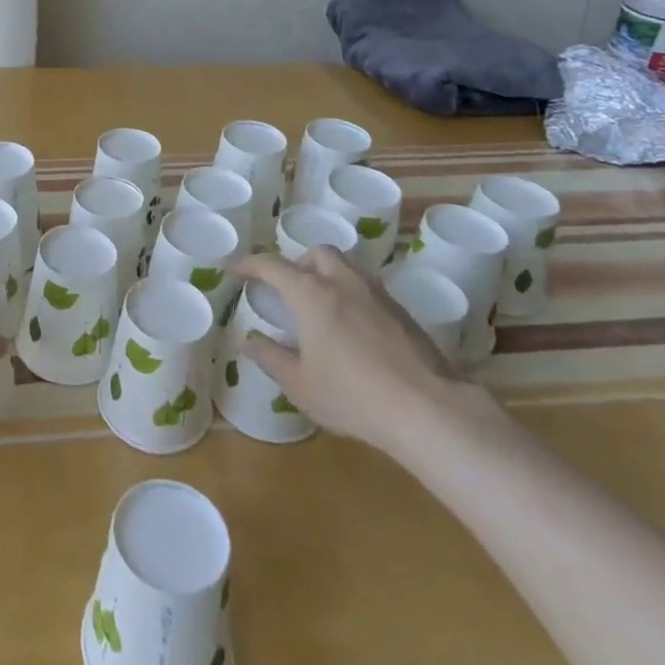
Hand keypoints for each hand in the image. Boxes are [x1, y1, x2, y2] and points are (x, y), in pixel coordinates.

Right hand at [231, 247, 476, 458]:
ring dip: (327, 276)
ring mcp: (377, 294)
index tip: (235, 269)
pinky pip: (367, 289)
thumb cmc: (353, 396)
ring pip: (346, 267)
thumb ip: (270, 358)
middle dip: (298, 263)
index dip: (249, 264)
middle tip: (288, 288)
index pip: (272, 265)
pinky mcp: (403, 313)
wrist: (429, 411)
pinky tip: (352, 329)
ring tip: (320, 308)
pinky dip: (351, 296)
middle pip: (317, 254)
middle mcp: (343, 282)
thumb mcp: (300, 384)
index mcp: (311, 293)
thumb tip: (247, 341)